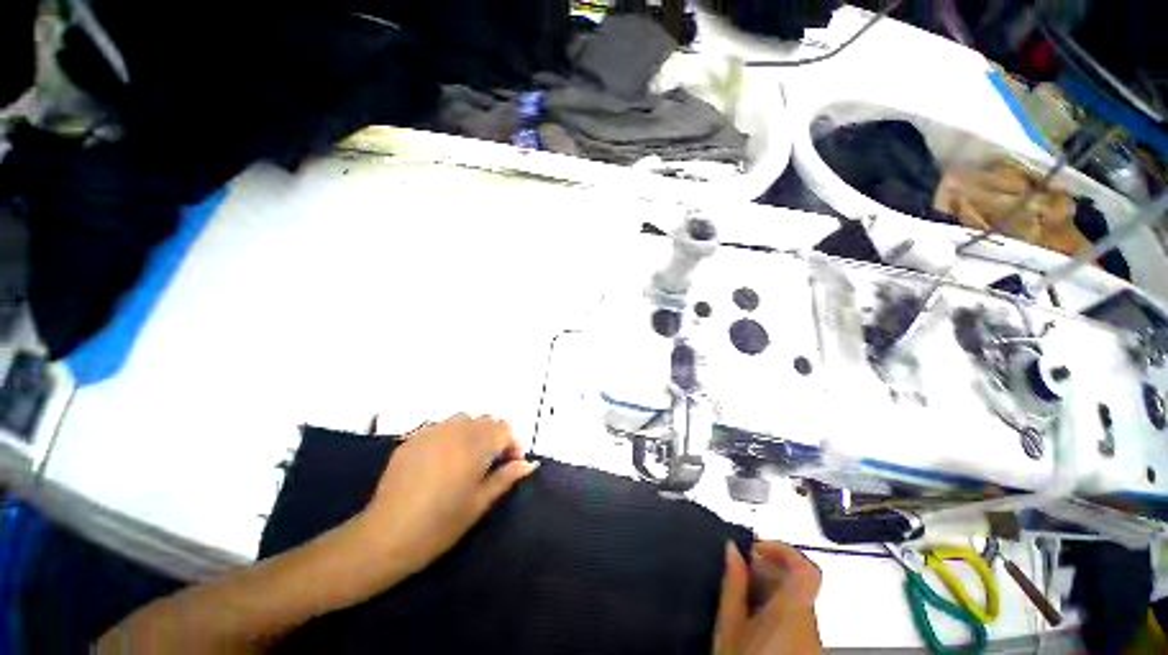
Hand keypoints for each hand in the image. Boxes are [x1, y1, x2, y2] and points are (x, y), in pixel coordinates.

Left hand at [352, 414, 538, 577]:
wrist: (384, 537)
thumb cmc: (439, 525)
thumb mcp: (479, 504)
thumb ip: (506, 478)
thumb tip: (530, 463)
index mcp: (475, 446)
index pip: (504, 428)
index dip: (511, 444)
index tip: (509, 464)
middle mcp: (455, 431)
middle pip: (485, 420)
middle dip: (493, 436)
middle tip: (489, 463)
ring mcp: (431, 432)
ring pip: (463, 419)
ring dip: (472, 432)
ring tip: (465, 458)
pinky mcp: (411, 439)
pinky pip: (439, 427)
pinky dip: (449, 436)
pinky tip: (440, 460)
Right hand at [714, 541, 822, 654]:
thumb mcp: (729, 626)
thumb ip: (733, 585)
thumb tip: (732, 549)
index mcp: (791, 612)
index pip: (807, 569)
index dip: (784, 550)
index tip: (757, 546)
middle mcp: (808, 622)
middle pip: (798, 581)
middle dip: (768, 568)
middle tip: (740, 569)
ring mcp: (812, 637)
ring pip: (797, 598)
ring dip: (770, 587)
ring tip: (742, 592)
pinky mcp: (808, 648)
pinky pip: (796, 615)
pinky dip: (776, 606)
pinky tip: (753, 615)